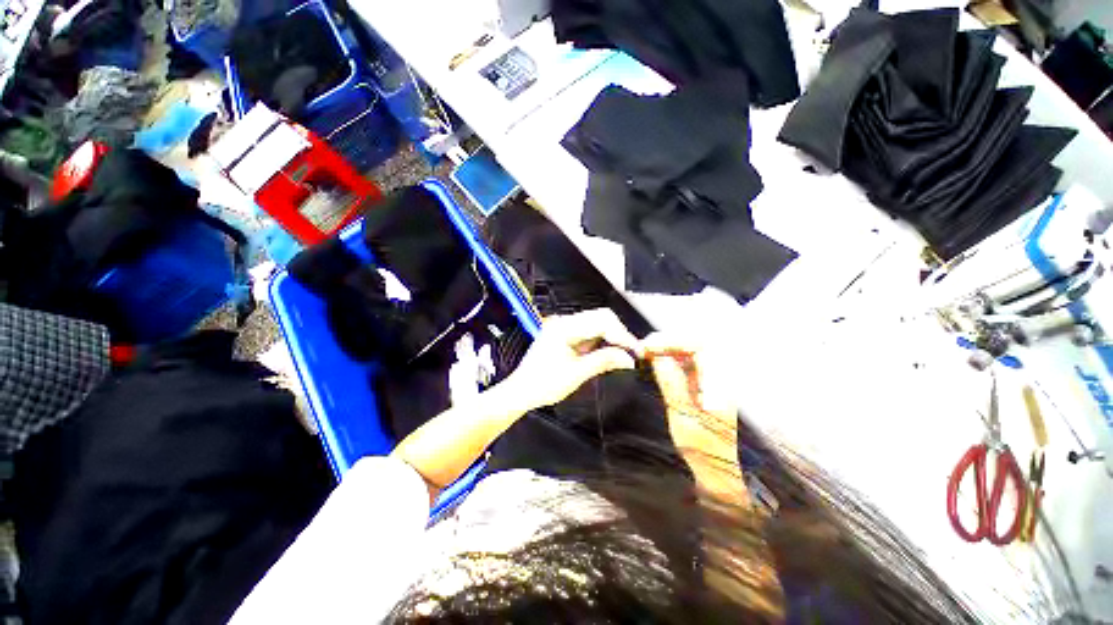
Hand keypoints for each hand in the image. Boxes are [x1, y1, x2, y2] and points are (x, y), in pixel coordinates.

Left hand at [502, 309, 641, 410]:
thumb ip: (603, 361)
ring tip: (621, 355)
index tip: (636, 350)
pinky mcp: (565, 335)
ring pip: (597, 324)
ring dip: (611, 337)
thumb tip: (627, 358)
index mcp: (564, 328)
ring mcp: (564, 328)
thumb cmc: (541, 384)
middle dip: (619, 333)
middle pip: (601, 318)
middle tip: (631, 352)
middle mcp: (564, 323)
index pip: (602, 322)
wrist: (521, 391)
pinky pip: (589, 332)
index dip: (622, 335)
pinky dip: (601, 341)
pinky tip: (606, 354)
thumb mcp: (576, 374)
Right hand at [642, 334, 738, 461]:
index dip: (672, 341)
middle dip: (668, 341)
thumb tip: (655, 356)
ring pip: (690, 350)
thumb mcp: (682, 416)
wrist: (718, 468)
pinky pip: (687, 361)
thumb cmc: (703, 448)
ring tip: (645, 351)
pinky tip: (655, 360)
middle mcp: (720, 376)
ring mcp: (714, 378)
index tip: (648, 346)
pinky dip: (669, 357)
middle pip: (695, 343)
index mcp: (721, 384)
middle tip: (643, 346)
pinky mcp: (705, 382)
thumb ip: (671, 383)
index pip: (700, 347)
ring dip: (667, 347)